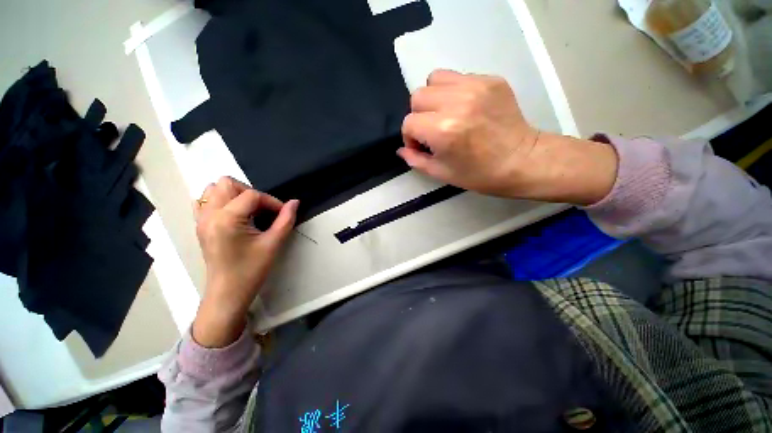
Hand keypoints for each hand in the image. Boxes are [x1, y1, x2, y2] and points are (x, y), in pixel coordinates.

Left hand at [192, 176, 297, 347]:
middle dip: (250, 192)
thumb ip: (286, 220)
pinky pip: (204, 202)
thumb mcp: (273, 244)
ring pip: (213, 189)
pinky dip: (219, 201)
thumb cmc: (251, 270)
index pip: (252, 195)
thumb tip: (295, 202)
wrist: (228, 293)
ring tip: (248, 211)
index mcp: (227, 219)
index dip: (272, 201)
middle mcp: (209, 214)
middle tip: (263, 210)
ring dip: (234, 195)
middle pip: (227, 183)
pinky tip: (233, 215)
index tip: (282, 213)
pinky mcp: (200, 226)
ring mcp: (201, 220)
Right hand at [398, 70, 617, 204]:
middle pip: (417, 96)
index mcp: (443, 130)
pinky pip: (458, 77)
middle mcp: (456, 102)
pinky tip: (464, 108)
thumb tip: (401, 149)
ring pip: (435, 79)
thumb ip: (415, 160)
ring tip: (445, 114)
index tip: (422, 146)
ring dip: (433, 98)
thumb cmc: (479, 174)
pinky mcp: (490, 79)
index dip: (410, 137)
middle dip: (419, 116)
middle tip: (432, 130)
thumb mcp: (441, 173)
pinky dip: (453, 91)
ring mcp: (475, 86)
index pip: (409, 122)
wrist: (522, 161)